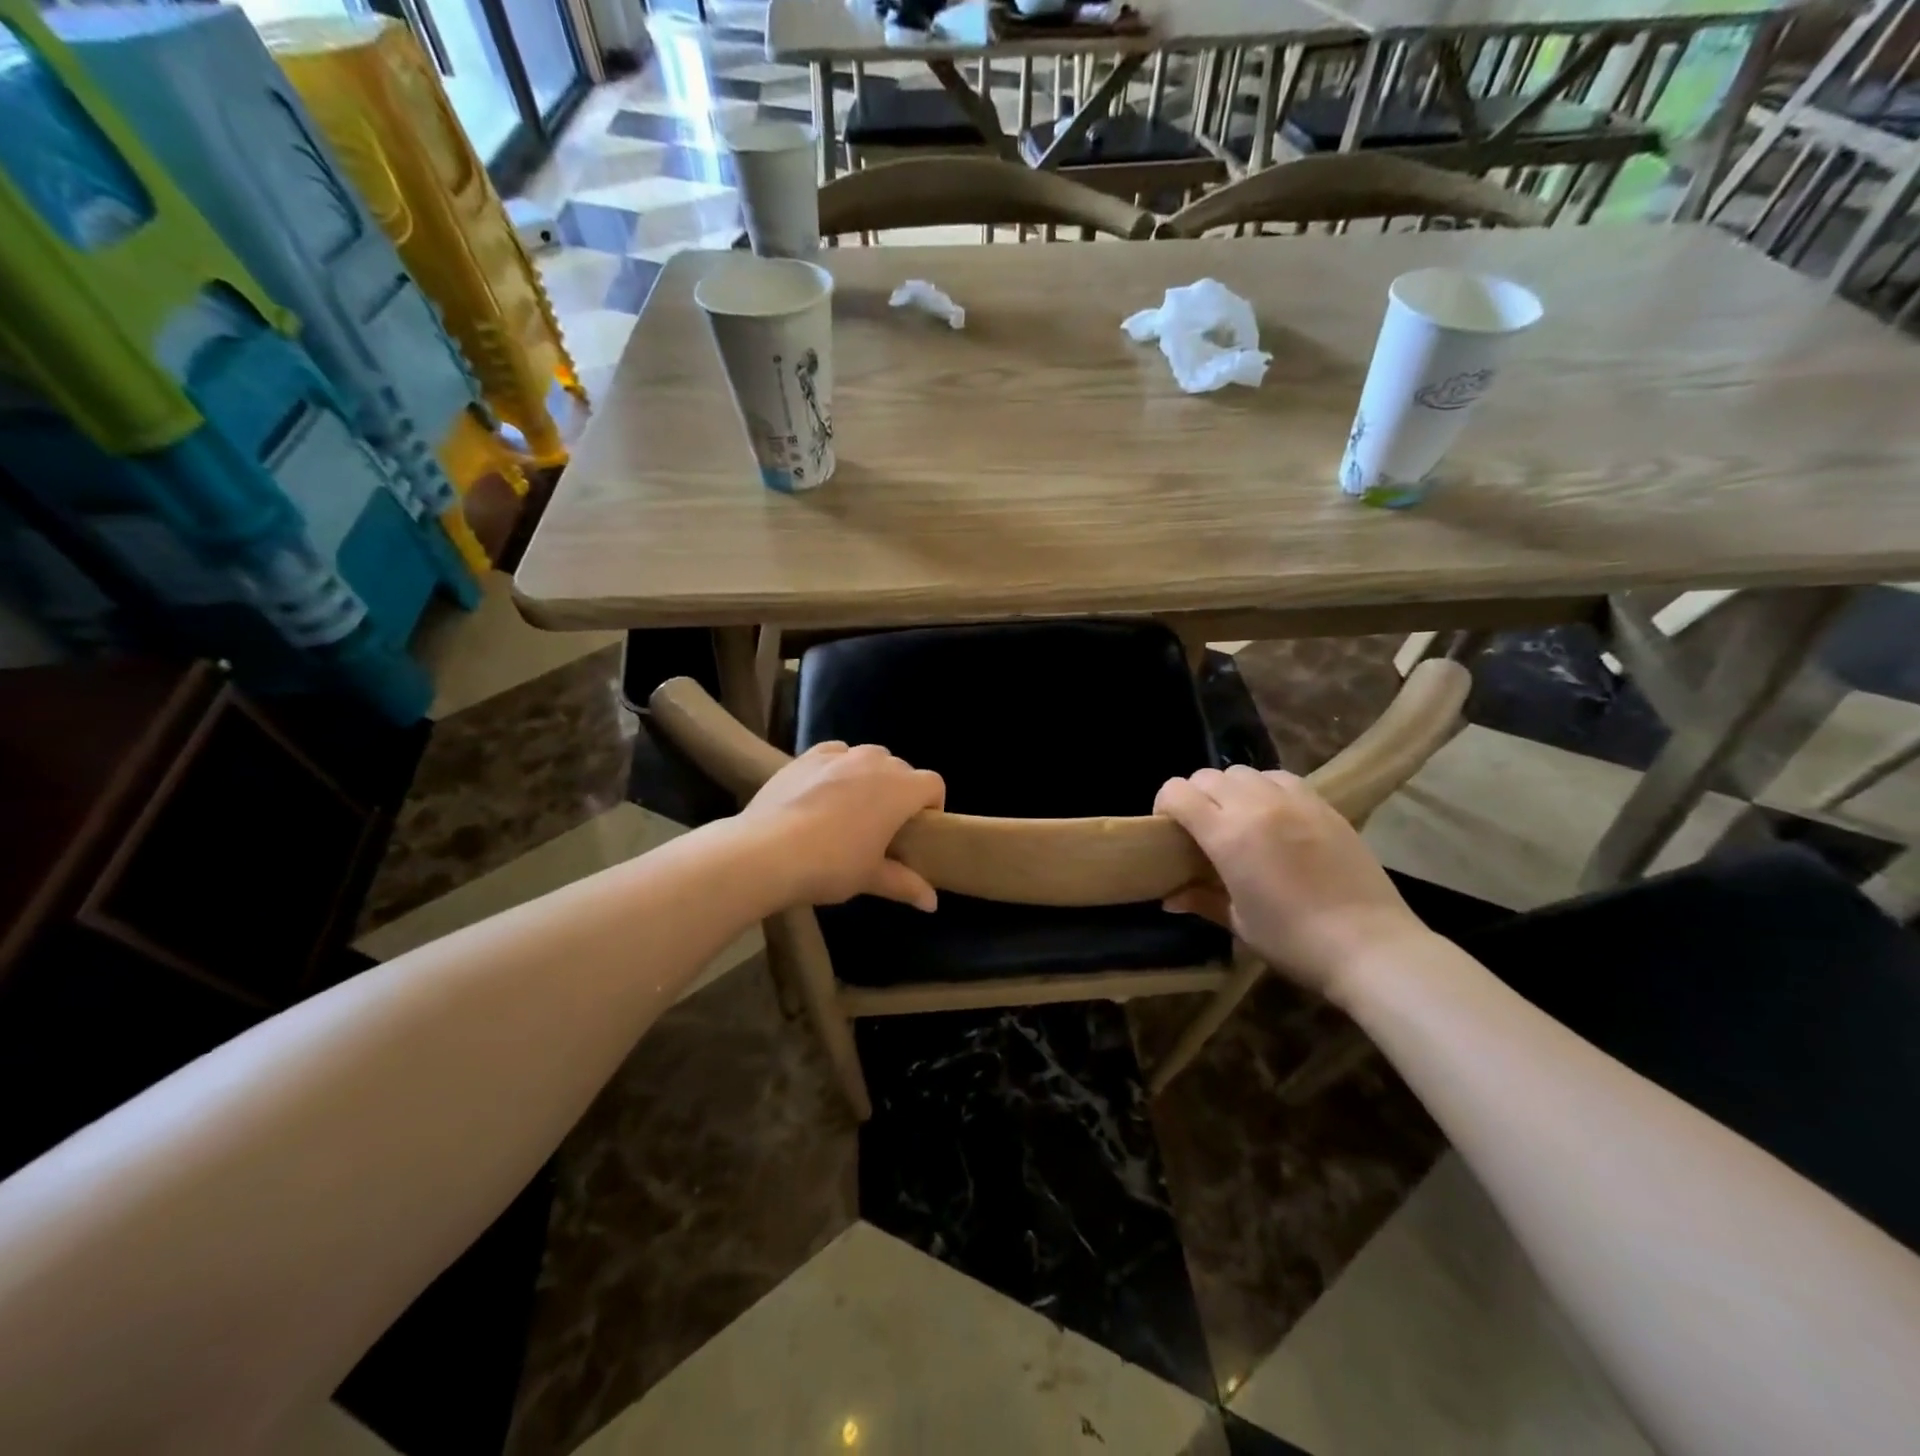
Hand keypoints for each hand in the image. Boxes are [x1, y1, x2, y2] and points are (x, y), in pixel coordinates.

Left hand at [740, 742, 946, 910]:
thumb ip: (906, 885)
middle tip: (885, 826)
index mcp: (900, 790)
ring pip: (869, 757)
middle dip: (901, 792)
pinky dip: (839, 767)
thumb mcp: (871, 878)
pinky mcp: (807, 756)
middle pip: (902, 769)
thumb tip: (932, 904)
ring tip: (853, 807)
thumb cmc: (831, 865)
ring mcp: (839, 755)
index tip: (919, 830)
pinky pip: (836, 753)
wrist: (766, 852)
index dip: (933, 805)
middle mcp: (875, 762)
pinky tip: (824, 791)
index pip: (934, 784)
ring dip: (871, 776)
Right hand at [1154, 765, 1429, 997]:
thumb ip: (1201, 900)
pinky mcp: (1323, 804)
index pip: (1178, 792)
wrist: (1370, 946)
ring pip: (1243, 771)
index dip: (1164, 804)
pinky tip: (1274, 815)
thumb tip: (1169, 899)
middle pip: (1207, 776)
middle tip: (1201, 828)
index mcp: (1227, 835)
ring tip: (1239, 818)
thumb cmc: (1294, 941)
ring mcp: (1293, 800)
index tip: (1168, 829)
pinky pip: (1280, 778)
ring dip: (1230, 789)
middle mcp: (1256, 806)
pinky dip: (1265, 788)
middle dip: (1194, 796)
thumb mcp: (1239, 923)